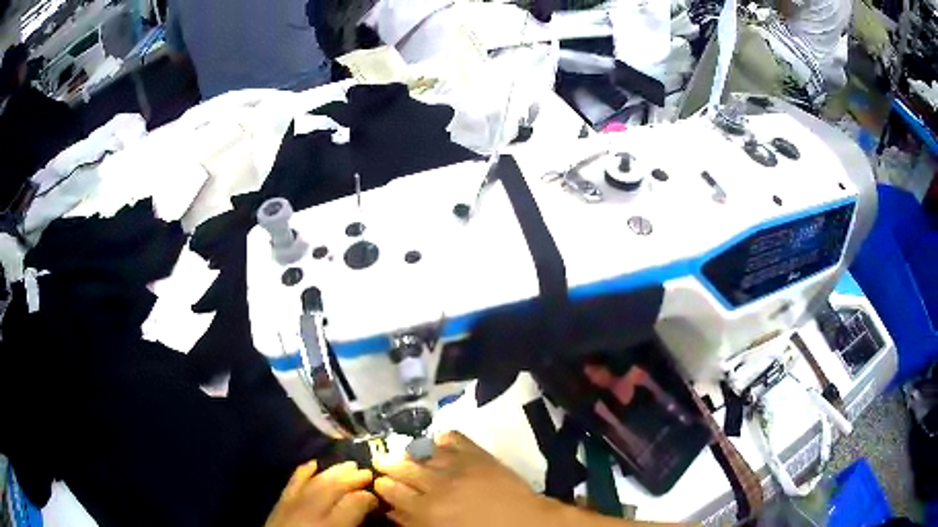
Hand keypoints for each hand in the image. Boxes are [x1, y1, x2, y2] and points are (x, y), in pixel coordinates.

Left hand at [265, 461, 378, 526]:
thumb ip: (352, 525)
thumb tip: (367, 511)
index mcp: (331, 526)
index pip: (354, 503)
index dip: (368, 497)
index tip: (378, 496)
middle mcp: (311, 511)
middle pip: (334, 487)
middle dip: (352, 478)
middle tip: (368, 472)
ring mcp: (293, 505)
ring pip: (315, 481)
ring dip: (333, 471)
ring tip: (348, 465)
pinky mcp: (280, 503)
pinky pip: (292, 483)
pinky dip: (303, 472)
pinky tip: (313, 463)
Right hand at [372, 431, 555, 526]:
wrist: (526, 523)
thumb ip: (414, 524)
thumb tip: (393, 512)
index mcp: (426, 511)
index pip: (392, 491)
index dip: (382, 486)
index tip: (379, 483)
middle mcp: (436, 485)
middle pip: (402, 469)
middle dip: (388, 465)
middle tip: (383, 463)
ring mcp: (458, 466)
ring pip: (422, 452)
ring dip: (409, 452)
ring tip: (404, 453)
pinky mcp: (478, 454)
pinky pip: (453, 438)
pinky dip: (441, 439)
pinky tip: (436, 444)